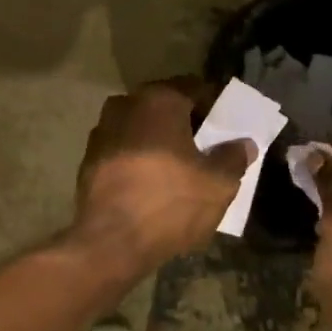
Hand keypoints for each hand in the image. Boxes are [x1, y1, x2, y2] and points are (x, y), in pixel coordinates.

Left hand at [69, 80, 256, 274]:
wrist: (109, 243)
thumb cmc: (170, 202)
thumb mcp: (218, 184)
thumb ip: (234, 157)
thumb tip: (242, 144)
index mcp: (159, 100)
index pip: (195, 88)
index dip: (215, 105)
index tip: (229, 124)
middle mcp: (126, 104)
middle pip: (166, 106)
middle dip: (187, 122)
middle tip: (208, 145)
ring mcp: (102, 131)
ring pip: (142, 127)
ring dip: (160, 140)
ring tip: (181, 166)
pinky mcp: (89, 159)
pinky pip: (124, 149)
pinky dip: (140, 158)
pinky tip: (153, 182)